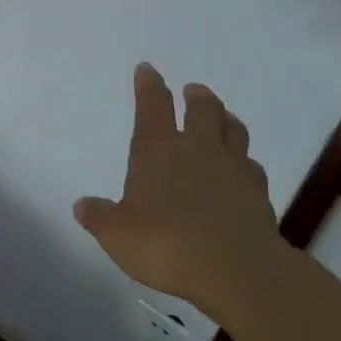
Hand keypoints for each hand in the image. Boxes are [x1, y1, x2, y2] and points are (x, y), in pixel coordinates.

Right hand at [74, 64, 286, 314]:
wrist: (237, 270)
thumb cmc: (166, 245)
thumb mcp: (117, 235)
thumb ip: (100, 218)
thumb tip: (82, 205)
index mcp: (157, 151)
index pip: (152, 106)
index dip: (148, 85)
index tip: (147, 69)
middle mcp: (197, 149)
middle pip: (202, 109)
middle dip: (196, 96)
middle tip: (193, 91)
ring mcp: (233, 168)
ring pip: (233, 130)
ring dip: (225, 119)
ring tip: (222, 118)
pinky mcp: (259, 193)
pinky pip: (252, 165)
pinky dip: (245, 161)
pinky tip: (243, 169)